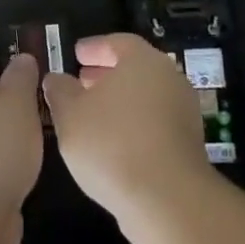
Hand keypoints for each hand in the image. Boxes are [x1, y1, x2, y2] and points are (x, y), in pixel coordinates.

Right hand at [42, 33, 218, 243]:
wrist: (167, 201)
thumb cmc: (112, 144)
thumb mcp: (70, 114)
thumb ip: (59, 91)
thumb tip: (56, 78)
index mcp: (143, 61)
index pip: (118, 42)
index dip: (95, 47)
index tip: (77, 54)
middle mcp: (169, 79)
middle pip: (135, 69)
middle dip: (106, 74)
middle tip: (81, 81)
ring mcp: (183, 113)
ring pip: (145, 97)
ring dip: (119, 102)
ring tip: (92, 116)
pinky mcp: (188, 145)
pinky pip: (155, 123)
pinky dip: (133, 125)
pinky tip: (112, 145)